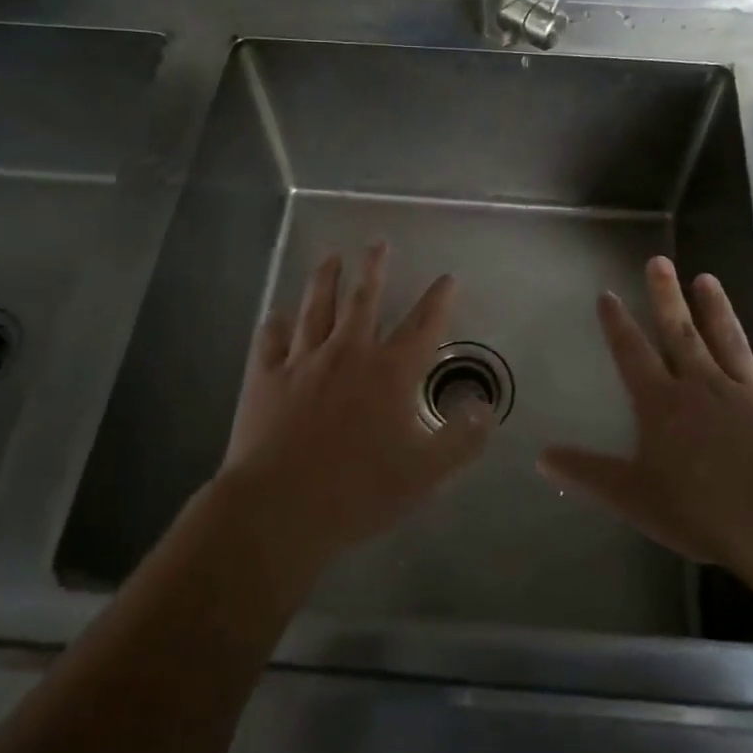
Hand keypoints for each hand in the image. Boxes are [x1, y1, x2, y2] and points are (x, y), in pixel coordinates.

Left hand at [216, 243, 491, 566]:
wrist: (279, 508)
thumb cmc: (359, 491)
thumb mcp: (426, 473)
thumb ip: (462, 439)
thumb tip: (486, 407)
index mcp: (390, 372)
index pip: (423, 325)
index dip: (438, 299)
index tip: (447, 277)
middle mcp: (349, 353)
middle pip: (365, 299)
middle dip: (375, 268)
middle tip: (378, 243)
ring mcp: (303, 361)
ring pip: (317, 307)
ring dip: (326, 279)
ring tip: (331, 258)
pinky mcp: (266, 377)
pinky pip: (271, 340)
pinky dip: (275, 325)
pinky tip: (276, 315)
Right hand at [538, 256, 752, 582]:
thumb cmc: (699, 511)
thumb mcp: (632, 497)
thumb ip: (587, 473)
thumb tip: (541, 457)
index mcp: (663, 404)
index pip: (633, 354)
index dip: (617, 324)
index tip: (607, 294)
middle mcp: (703, 386)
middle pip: (681, 333)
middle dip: (666, 296)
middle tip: (660, 260)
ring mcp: (749, 394)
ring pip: (729, 341)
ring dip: (717, 309)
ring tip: (707, 278)